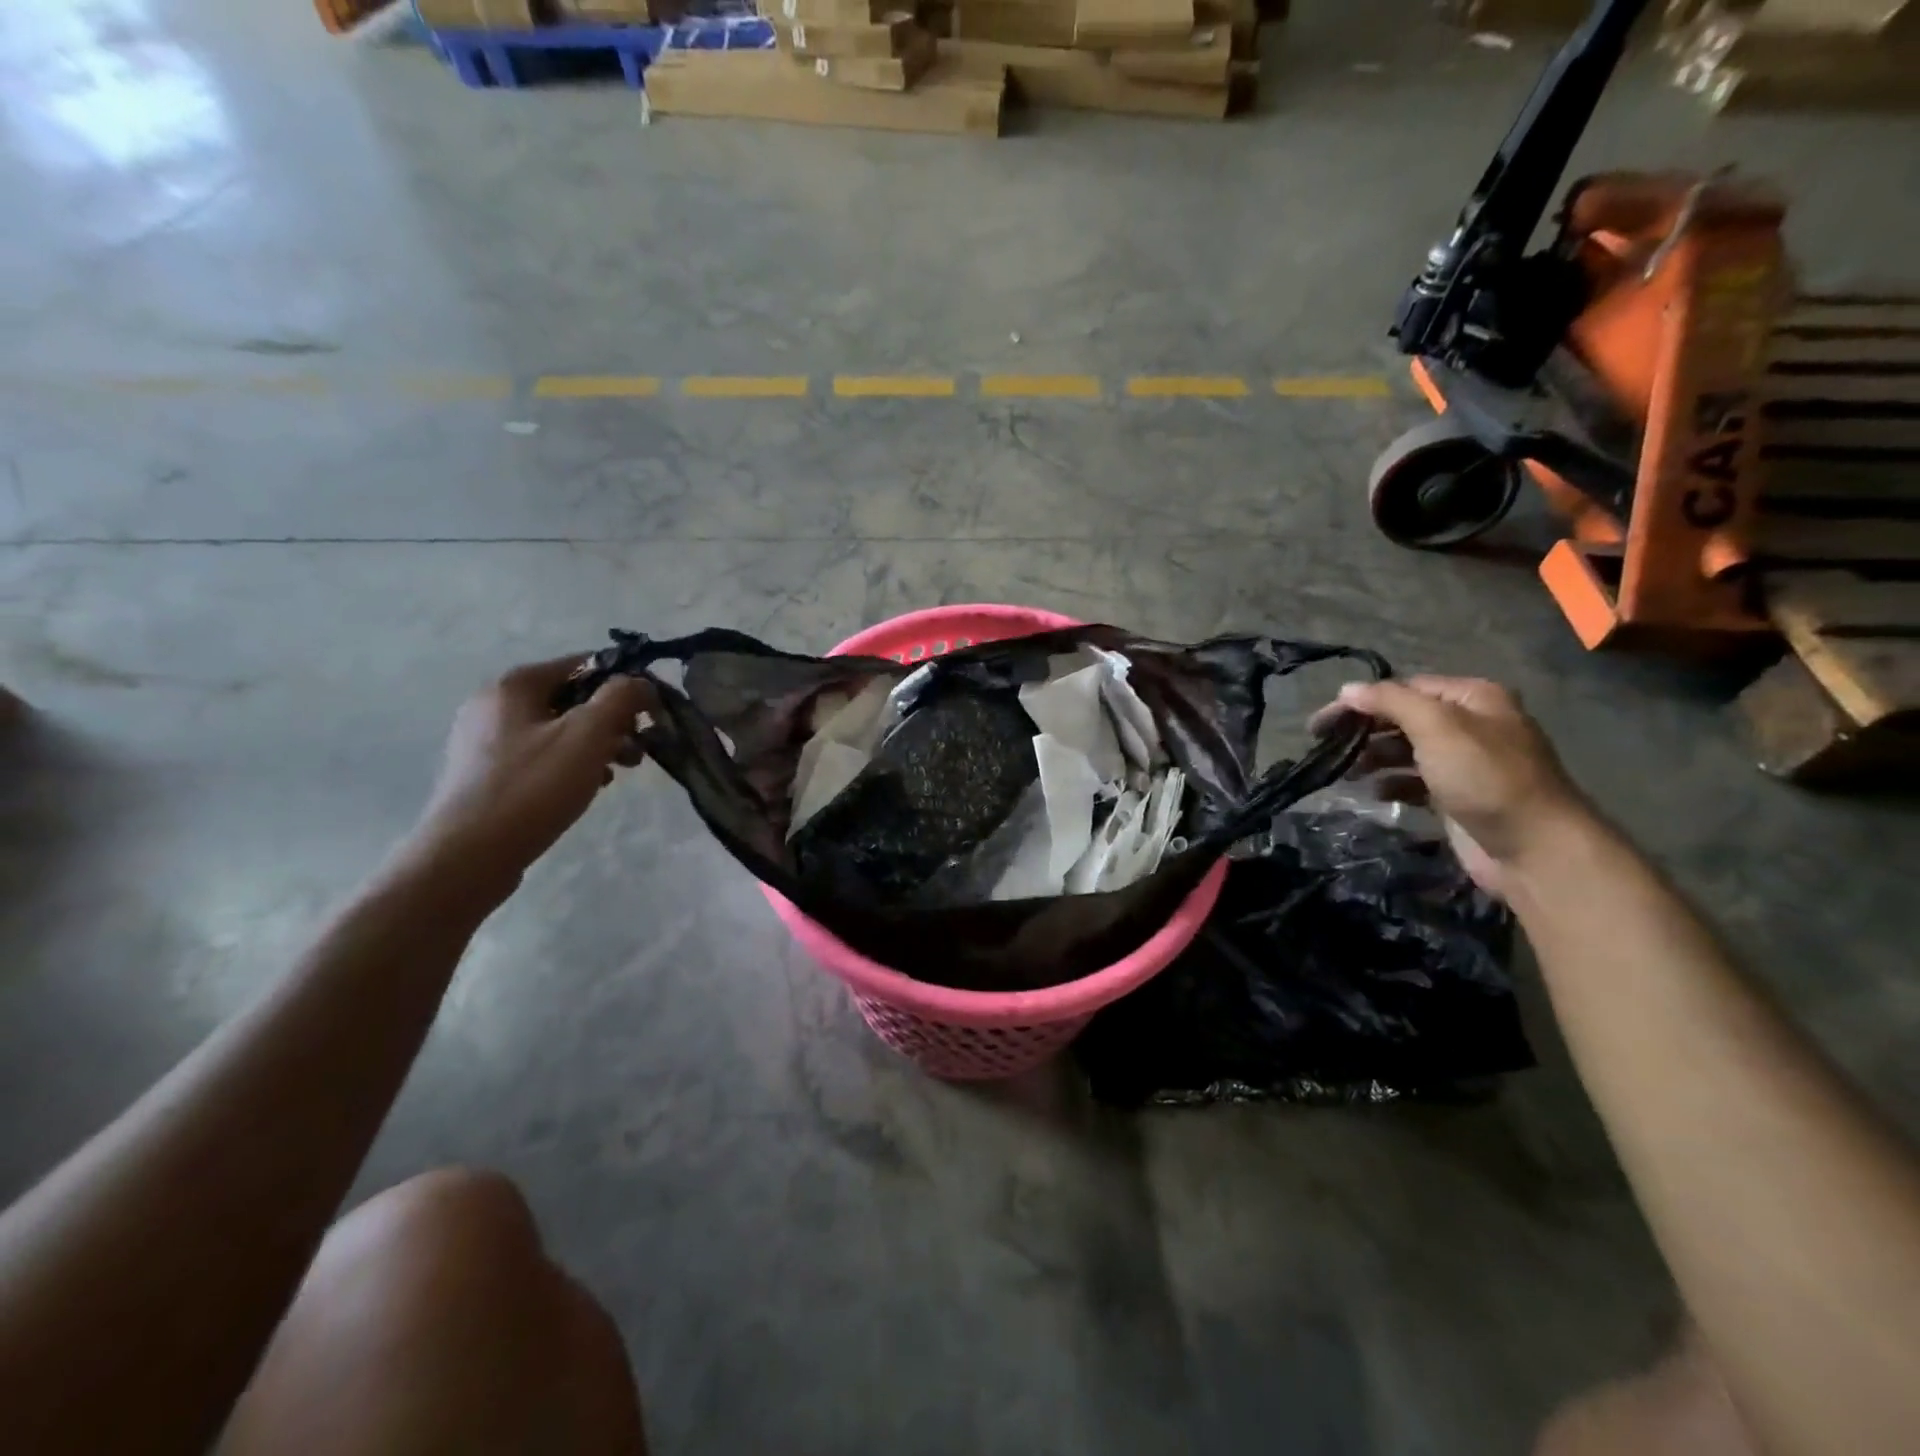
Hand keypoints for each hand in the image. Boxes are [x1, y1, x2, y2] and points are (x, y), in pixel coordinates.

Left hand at [402, 657, 655, 898]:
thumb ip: (621, 698)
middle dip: (613, 721)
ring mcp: (485, 740)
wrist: (468, 856)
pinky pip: (541, 755)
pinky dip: (570, 764)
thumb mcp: (588, 735)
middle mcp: (494, 704)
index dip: (625, 684)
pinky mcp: (486, 773)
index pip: (585, 664)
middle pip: (572, 698)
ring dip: (596, 745)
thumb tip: (640, 682)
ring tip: (618, 772)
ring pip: (559, 729)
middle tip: (638, 749)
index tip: (651, 714)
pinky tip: (587, 787)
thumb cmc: (533, 788)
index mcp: (514, 685)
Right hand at [1317, 675, 1589, 897]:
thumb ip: (1390, 702)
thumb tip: (1347, 690)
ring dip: (1373, 758)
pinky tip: (1375, 794)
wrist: (1534, 848)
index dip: (1362, 700)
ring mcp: (1465, 762)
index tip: (1323, 722)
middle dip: (1365, 729)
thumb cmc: (1484, 778)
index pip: (1404, 688)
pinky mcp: (1457, 796)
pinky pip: (1414, 781)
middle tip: (1325, 745)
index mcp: (1472, 698)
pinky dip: (1391, 784)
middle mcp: (1470, 724)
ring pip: (1405, 751)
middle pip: (1403, 718)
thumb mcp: (1437, 727)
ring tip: (1346, 772)